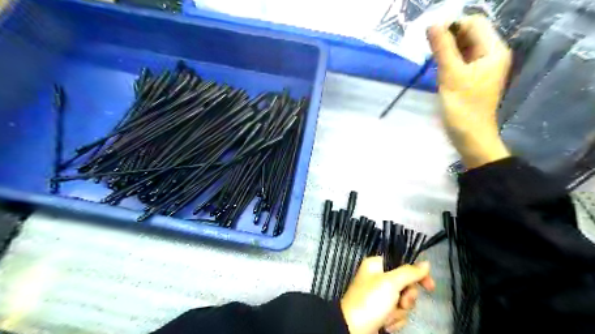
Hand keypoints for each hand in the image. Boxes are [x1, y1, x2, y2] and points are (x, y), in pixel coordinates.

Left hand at [343, 258, 434, 333]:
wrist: (353, 329)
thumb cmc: (370, 301)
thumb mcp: (390, 283)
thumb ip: (409, 272)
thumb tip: (426, 263)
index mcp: (376, 265)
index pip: (403, 264)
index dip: (417, 275)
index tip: (430, 286)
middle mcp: (378, 278)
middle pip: (406, 284)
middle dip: (406, 298)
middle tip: (401, 302)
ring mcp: (380, 296)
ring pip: (404, 301)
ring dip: (399, 311)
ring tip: (387, 316)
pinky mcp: (382, 312)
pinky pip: (398, 314)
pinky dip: (394, 320)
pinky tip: (385, 323)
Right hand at [428, 15, 510, 169]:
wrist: (470, 136)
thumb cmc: (463, 108)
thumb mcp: (451, 76)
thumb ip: (442, 49)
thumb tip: (432, 24)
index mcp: (493, 50)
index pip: (474, 23)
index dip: (452, 26)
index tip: (431, 38)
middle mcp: (491, 54)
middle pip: (469, 34)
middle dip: (448, 38)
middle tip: (430, 52)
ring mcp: (482, 67)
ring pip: (463, 48)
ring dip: (447, 50)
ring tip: (434, 63)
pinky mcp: (473, 78)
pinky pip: (461, 61)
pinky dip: (449, 61)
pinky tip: (439, 71)